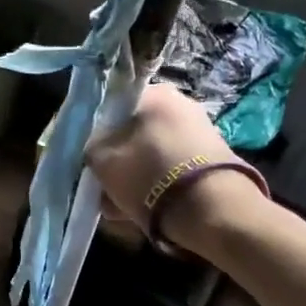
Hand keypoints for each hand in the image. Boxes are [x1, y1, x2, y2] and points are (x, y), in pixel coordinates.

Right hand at [86, 84, 262, 252]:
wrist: (215, 211)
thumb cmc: (150, 176)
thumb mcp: (102, 161)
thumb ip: (91, 149)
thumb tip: (94, 150)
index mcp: (156, 93)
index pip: (113, 107)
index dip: (96, 134)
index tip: (90, 160)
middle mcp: (182, 104)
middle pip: (134, 133)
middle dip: (118, 161)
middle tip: (105, 188)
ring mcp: (201, 132)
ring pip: (152, 154)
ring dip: (135, 177)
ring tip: (121, 208)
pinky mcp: (213, 160)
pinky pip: (172, 169)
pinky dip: (158, 186)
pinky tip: (144, 211)